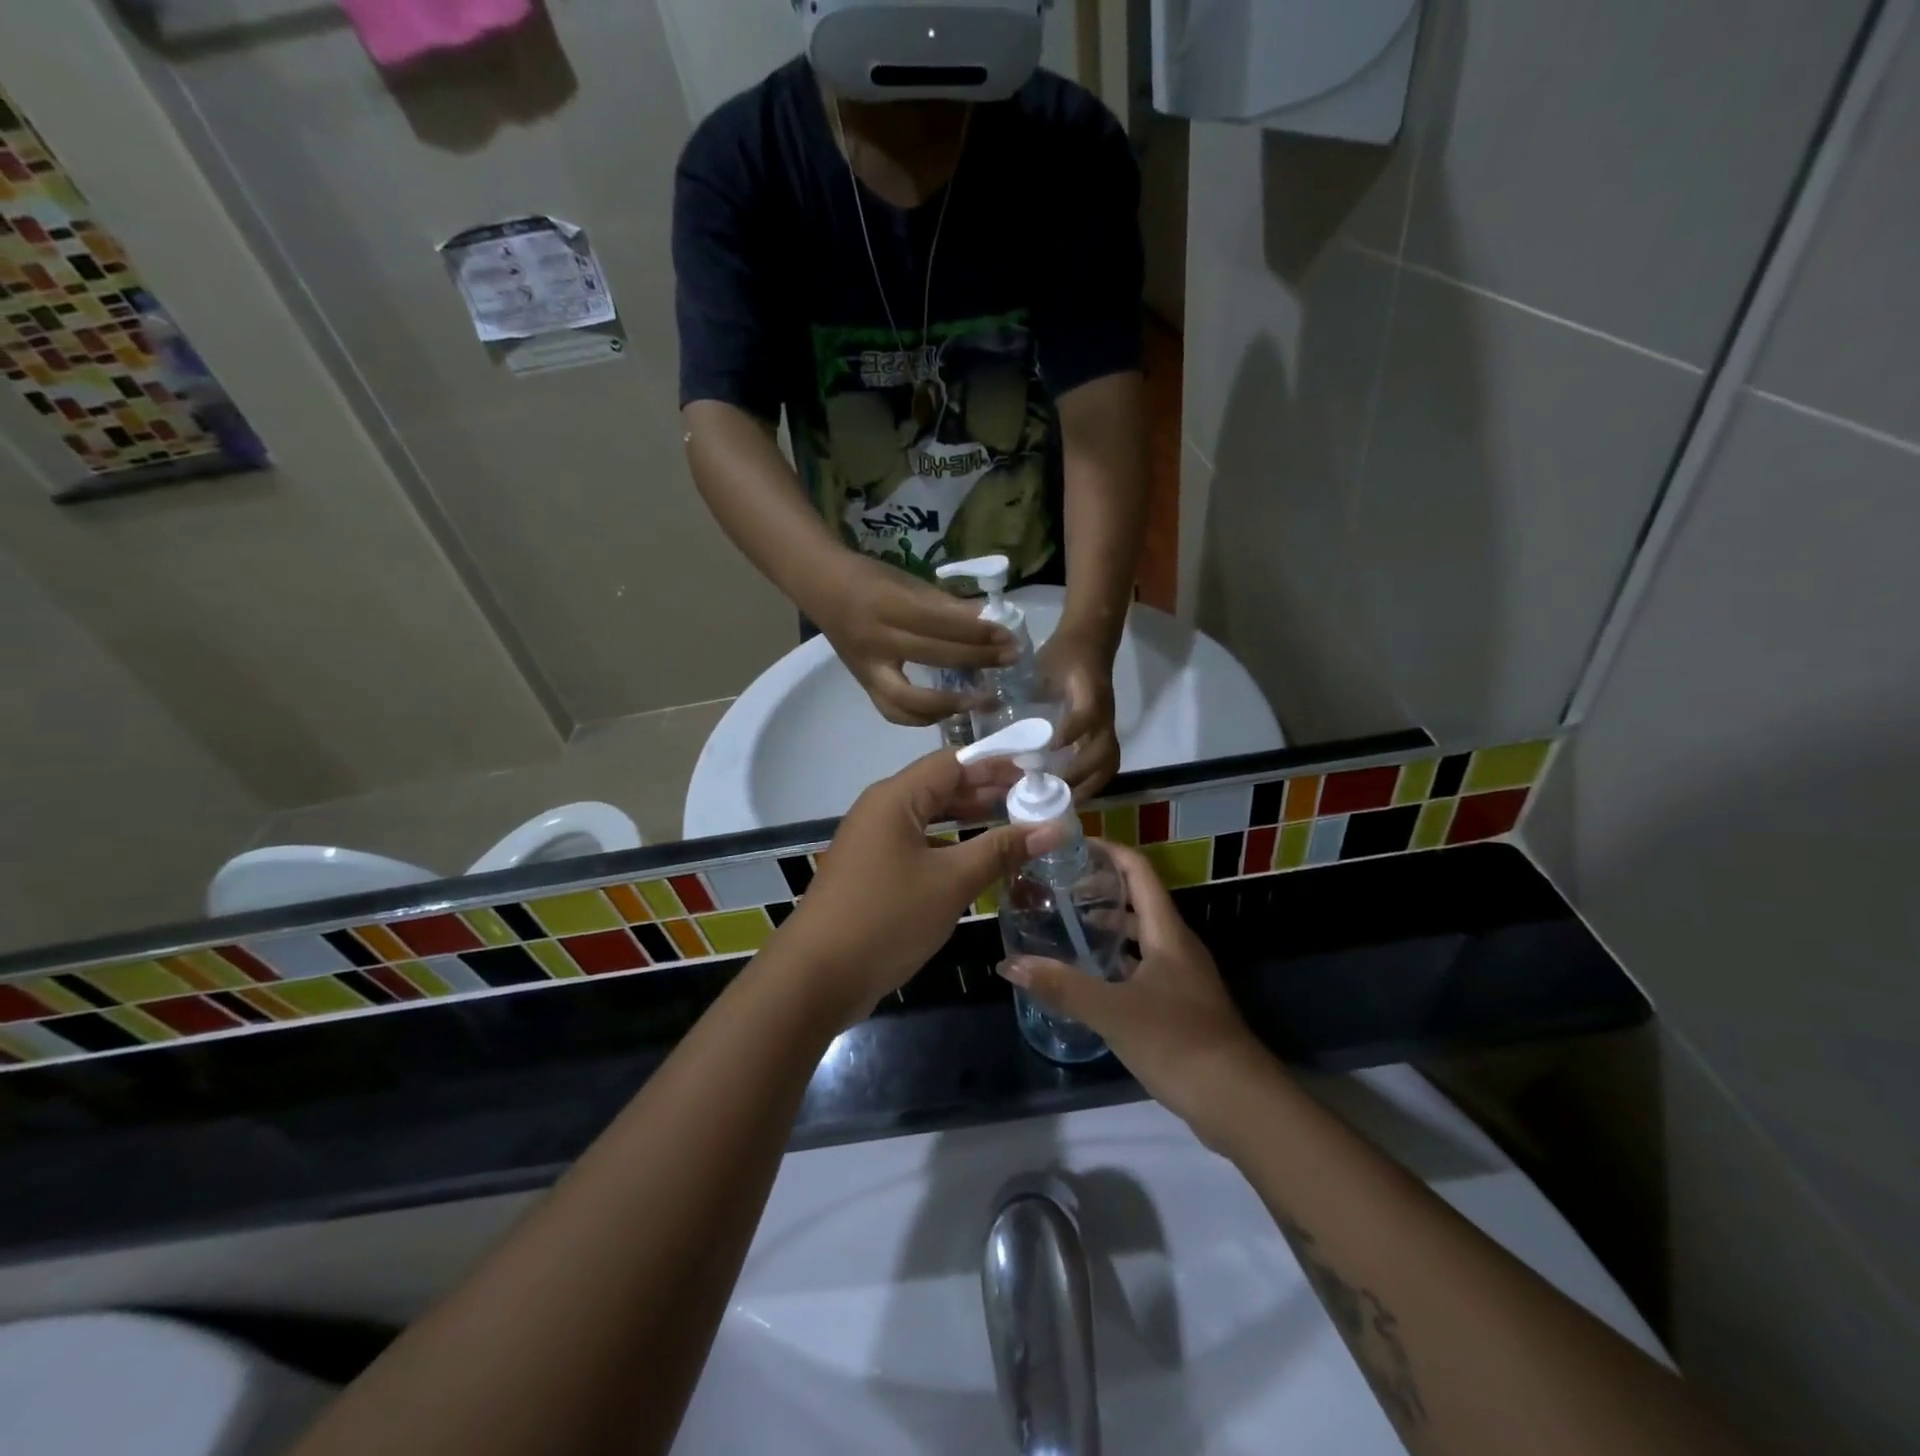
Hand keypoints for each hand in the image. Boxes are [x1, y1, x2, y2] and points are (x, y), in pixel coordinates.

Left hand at [777, 747, 1060, 1027]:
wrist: (817, 977)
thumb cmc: (887, 917)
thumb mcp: (951, 881)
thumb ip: (1002, 850)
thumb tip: (1054, 827)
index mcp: (896, 798)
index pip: (954, 762)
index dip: (997, 763)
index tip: (1038, 770)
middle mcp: (882, 810)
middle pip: (941, 786)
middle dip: (987, 790)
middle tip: (1035, 799)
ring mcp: (874, 842)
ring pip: (930, 817)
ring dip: (970, 818)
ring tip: (1015, 824)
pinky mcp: (873, 871)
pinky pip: (919, 844)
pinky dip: (951, 845)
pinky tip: (978, 860)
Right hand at [813, 554, 1016, 726]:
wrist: (823, 590)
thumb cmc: (871, 579)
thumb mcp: (908, 582)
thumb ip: (946, 604)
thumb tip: (988, 620)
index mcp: (888, 605)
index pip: (940, 623)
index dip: (976, 631)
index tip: (1007, 635)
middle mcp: (876, 641)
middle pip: (934, 656)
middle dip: (977, 659)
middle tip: (1010, 659)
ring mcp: (868, 668)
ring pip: (911, 698)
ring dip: (951, 703)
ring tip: (984, 699)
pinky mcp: (865, 685)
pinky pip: (895, 712)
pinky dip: (925, 716)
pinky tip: (951, 710)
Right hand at [1000, 842, 1277, 1149]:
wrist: (1238, 1101)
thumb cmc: (1178, 1041)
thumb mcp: (1113, 1011)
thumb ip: (1062, 986)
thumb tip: (1010, 964)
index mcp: (1167, 932)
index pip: (1139, 871)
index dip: (1109, 851)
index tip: (1073, 845)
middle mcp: (1177, 946)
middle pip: (1138, 901)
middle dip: (1101, 889)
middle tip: (1058, 888)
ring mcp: (1182, 977)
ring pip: (1141, 937)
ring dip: (1108, 927)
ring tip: (1067, 928)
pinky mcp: (1181, 1005)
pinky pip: (1143, 968)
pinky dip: (1117, 963)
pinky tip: (1091, 979)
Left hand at [1037, 627, 1119, 797]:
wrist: (1091, 639)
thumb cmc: (1064, 653)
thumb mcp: (1044, 664)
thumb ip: (1030, 688)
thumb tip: (998, 712)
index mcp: (1088, 692)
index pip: (1086, 716)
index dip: (1070, 733)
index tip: (1049, 749)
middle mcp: (1103, 713)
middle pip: (1104, 752)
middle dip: (1080, 774)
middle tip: (1052, 791)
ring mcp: (1107, 725)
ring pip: (1109, 762)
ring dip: (1090, 785)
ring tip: (1064, 801)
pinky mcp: (1105, 731)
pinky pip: (1106, 760)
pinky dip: (1092, 780)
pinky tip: (1071, 792)